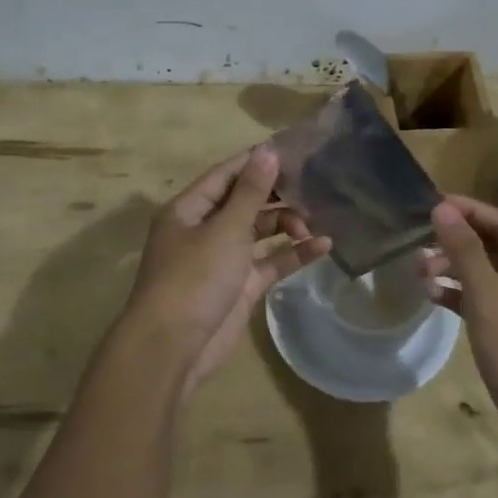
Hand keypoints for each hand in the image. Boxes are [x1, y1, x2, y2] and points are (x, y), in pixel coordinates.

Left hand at [123, 147, 330, 395]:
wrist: (173, 347)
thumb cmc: (194, 277)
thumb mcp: (224, 229)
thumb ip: (251, 192)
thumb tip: (267, 151)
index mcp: (190, 209)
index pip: (227, 174)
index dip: (257, 161)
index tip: (294, 150)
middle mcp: (205, 229)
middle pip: (245, 202)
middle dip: (278, 195)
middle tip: (315, 186)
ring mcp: (223, 259)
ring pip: (260, 232)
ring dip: (287, 224)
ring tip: (316, 220)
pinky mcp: (241, 287)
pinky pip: (270, 262)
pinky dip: (293, 254)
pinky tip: (323, 246)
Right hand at [425, 195, 497, 455]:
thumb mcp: (488, 298)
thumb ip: (465, 251)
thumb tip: (443, 208)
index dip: (467, 210)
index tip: (431, 204)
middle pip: (492, 246)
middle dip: (455, 241)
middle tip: (418, 242)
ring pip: (485, 275)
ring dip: (453, 269)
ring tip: (419, 271)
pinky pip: (482, 301)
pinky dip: (458, 296)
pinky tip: (432, 296)